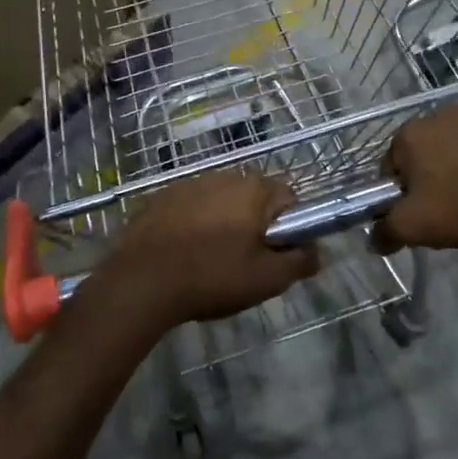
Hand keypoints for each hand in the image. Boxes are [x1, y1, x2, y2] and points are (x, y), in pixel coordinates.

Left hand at [93, 173, 320, 329]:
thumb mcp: (267, 279)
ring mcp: (189, 183)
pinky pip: (190, 207)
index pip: (289, 198)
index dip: (290, 226)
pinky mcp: (161, 196)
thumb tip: (317, 251)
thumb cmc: (212, 277)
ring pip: (221, 201)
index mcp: (254, 190)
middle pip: (254, 197)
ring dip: (223, 222)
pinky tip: (184, 253)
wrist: (141, 282)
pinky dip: (194, 224)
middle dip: (255, 224)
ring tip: (211, 260)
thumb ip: (300, 262)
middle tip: (246, 261)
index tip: (277, 253)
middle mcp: (224, 176)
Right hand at [371, 103, 457, 254]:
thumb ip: (386, 231)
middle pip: (426, 150)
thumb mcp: (416, 228)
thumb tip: (373, 238)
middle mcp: (438, 113)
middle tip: (452, 205)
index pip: (392, 166)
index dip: (402, 192)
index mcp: (410, 135)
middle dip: (433, 173)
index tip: (422, 212)